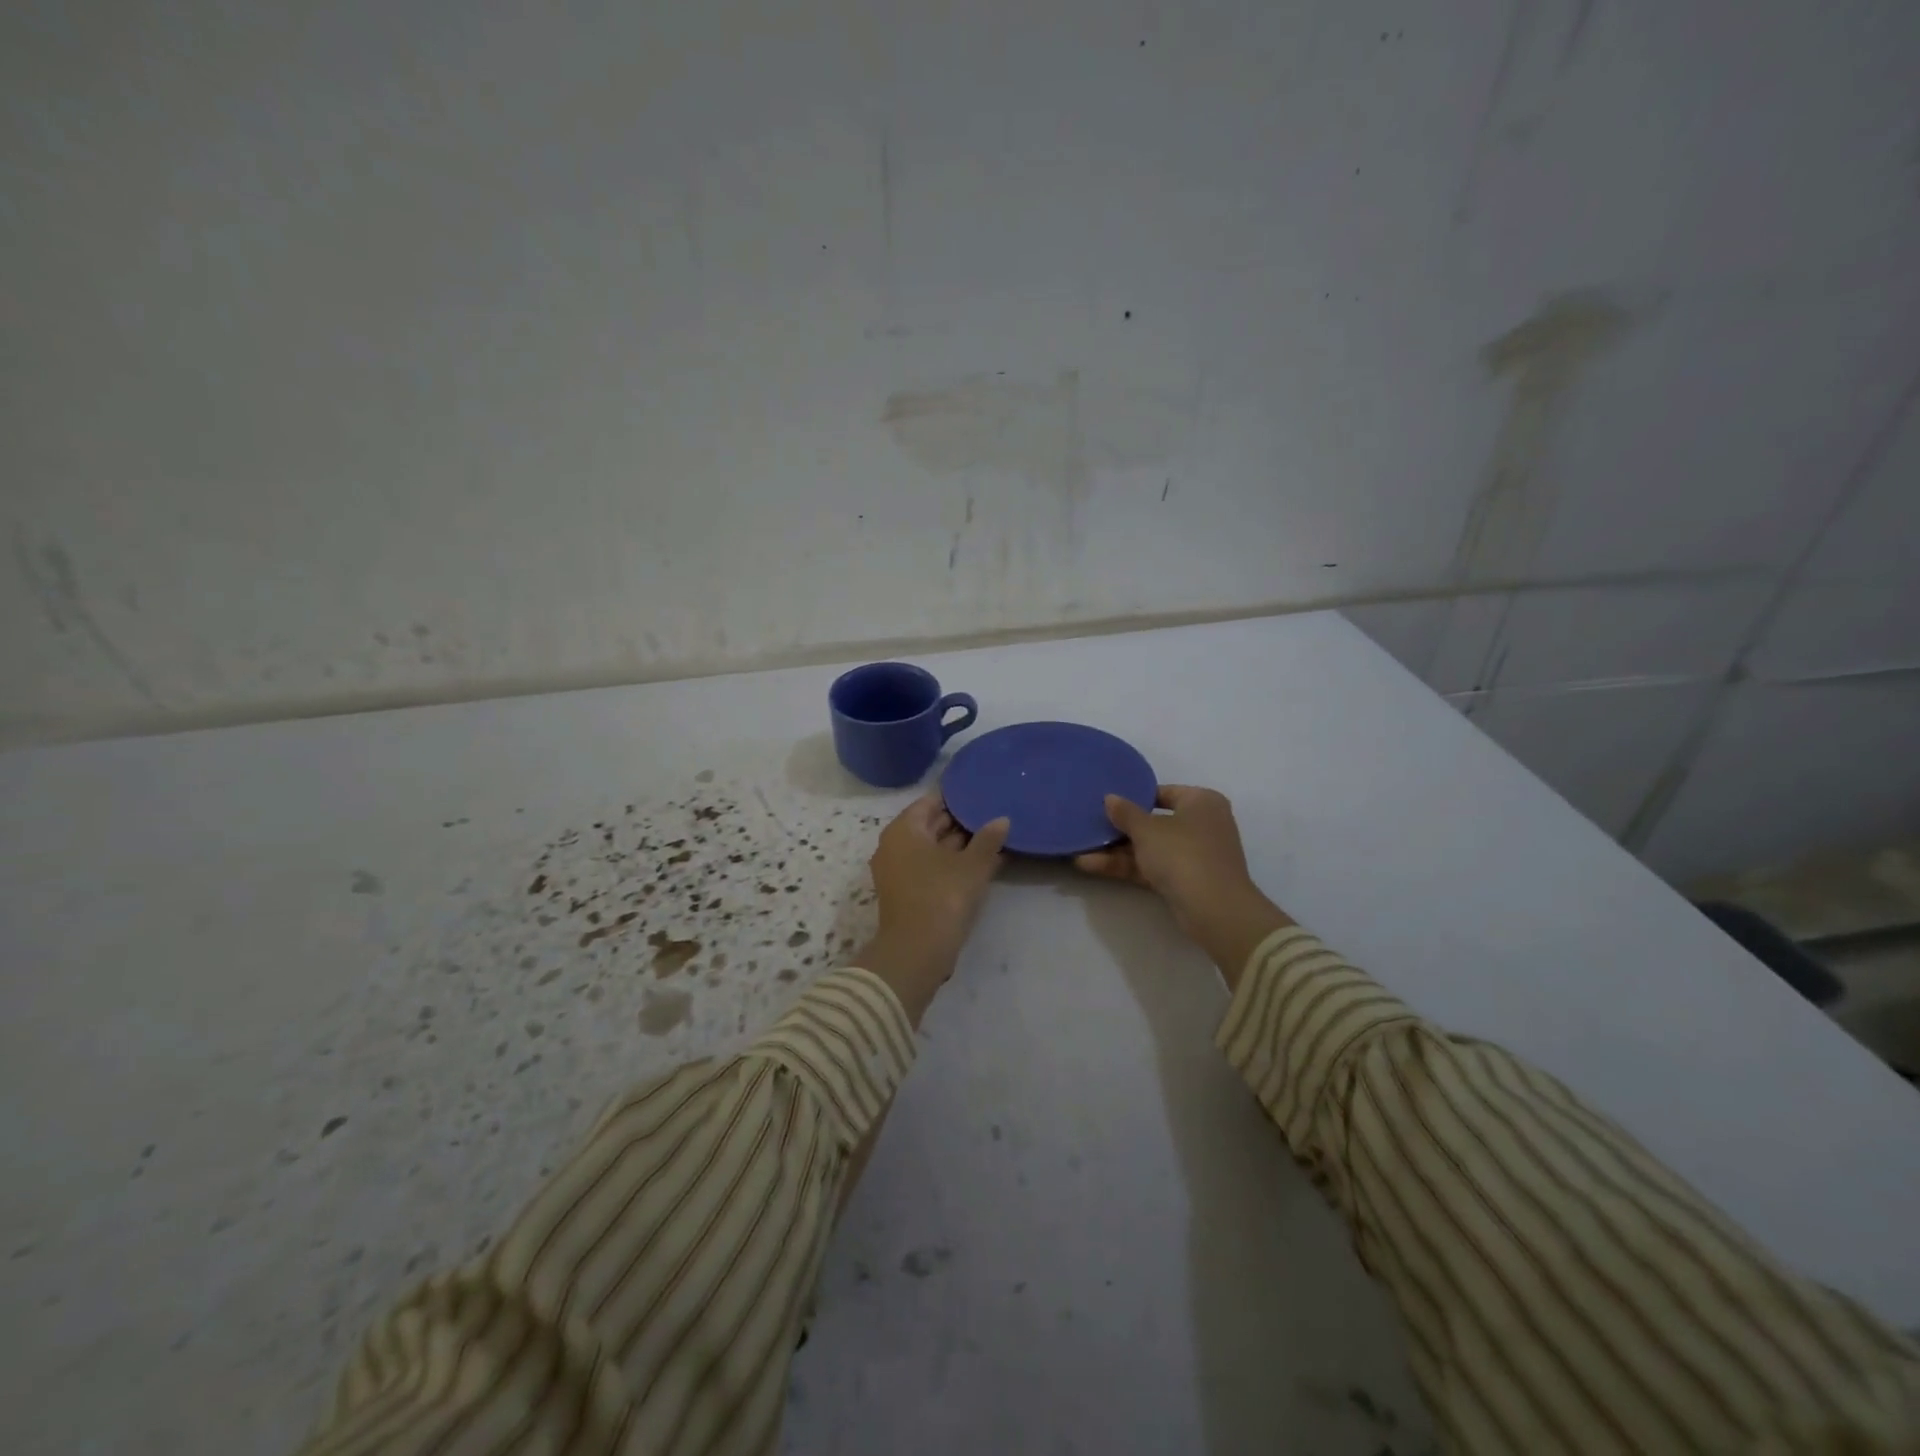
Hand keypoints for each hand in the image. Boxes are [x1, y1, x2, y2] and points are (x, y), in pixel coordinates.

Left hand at [856, 794, 1009, 1024]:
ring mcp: (897, 870)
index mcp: (904, 830)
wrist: (916, 951)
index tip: (980, 795)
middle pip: (929, 825)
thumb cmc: (942, 896)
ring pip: (930, 848)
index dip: (956, 798)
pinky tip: (980, 865)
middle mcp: (894, 845)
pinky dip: (951, 864)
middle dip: (959, 822)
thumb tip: (1002, 820)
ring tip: (992, 839)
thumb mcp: (972, 866)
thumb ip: (988, 840)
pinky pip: (929, 867)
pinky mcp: (905, 892)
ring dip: (958, 845)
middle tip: (990, 815)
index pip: (930, 802)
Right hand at [1075, 785, 1291, 988]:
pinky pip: (1152, 867)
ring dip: (1117, 851)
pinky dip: (1127, 866)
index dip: (1134, 797)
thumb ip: (1125, 813)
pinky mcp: (1186, 880)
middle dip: (1120, 829)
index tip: (1107, 803)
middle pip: (1154, 822)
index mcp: (1201, 801)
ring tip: (1080, 850)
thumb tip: (1109, 798)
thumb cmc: (1183, 854)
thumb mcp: (1147, 830)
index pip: (1163, 792)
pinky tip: (1091, 865)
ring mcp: (1194, 854)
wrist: (1214, 909)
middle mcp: (1202, 824)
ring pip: (1151, 848)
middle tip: (1090, 826)